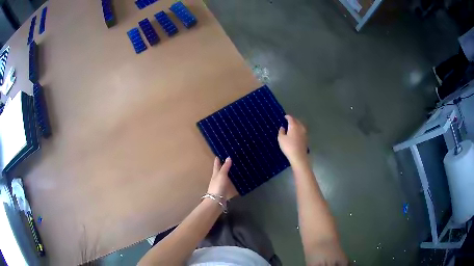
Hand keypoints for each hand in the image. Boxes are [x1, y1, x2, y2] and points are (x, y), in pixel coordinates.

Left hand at [207, 157, 235, 200]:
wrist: (216, 201)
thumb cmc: (218, 187)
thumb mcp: (222, 175)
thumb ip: (225, 167)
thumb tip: (228, 157)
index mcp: (215, 174)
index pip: (216, 165)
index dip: (217, 160)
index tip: (218, 155)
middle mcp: (217, 179)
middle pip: (220, 171)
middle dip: (223, 166)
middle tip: (229, 160)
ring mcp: (220, 186)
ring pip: (224, 178)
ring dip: (228, 174)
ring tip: (234, 169)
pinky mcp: (225, 191)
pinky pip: (228, 184)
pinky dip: (231, 181)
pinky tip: (236, 181)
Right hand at [278, 115, 308, 166]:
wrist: (299, 156)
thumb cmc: (288, 146)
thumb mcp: (281, 139)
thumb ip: (281, 131)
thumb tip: (283, 127)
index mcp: (294, 126)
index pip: (291, 118)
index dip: (288, 117)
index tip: (285, 117)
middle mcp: (300, 127)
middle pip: (297, 121)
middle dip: (293, 120)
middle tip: (288, 121)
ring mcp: (305, 133)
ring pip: (301, 125)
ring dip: (297, 124)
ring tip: (293, 126)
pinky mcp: (306, 138)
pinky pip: (302, 130)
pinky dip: (299, 129)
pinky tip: (297, 133)